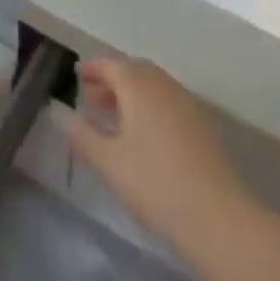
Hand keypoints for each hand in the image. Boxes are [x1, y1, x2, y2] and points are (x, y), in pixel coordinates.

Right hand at [65, 58, 247, 246]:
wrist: (216, 215)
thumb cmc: (153, 182)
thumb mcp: (108, 161)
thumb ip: (83, 135)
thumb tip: (64, 115)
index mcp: (139, 86)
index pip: (112, 65)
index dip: (94, 68)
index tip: (78, 74)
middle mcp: (164, 86)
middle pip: (135, 71)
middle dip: (112, 79)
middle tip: (92, 95)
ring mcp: (187, 104)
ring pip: (154, 86)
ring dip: (132, 92)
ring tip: (113, 115)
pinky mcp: (202, 125)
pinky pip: (169, 102)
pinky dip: (150, 105)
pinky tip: (142, 133)